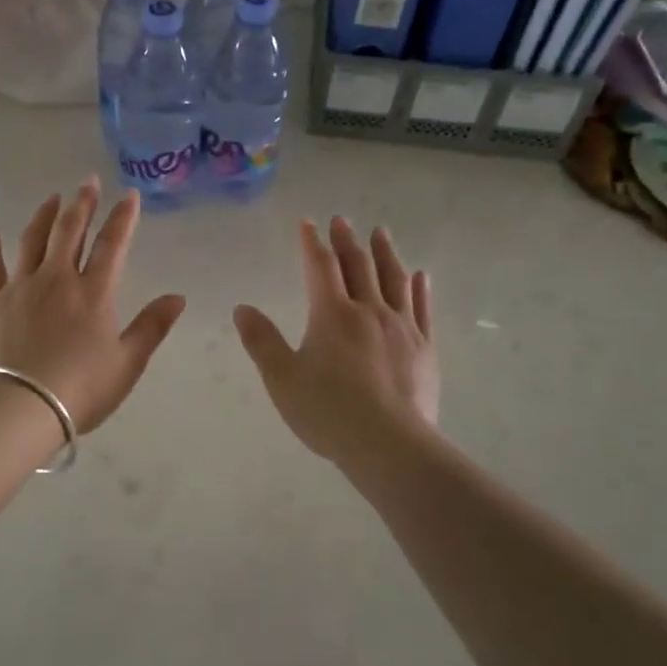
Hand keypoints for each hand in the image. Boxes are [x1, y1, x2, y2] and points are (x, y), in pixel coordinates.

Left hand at [0, 178, 186, 434]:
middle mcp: (57, 279)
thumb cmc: (81, 388)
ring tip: (53, 198)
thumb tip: (178, 297)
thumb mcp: (128, 362)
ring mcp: (21, 287)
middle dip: (82, 203)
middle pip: (69, 231)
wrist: (20, 406)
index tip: (128, 194)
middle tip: (87, 182)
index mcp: (93, 292)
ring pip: (33, 240)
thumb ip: (152, 326)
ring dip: (44, 215)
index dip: (122, 218)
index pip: (111, 245)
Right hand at [233, 217, 439, 465]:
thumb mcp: (282, 378)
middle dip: (347, 240)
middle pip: (358, 265)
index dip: (311, 243)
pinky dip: (420, 288)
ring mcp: (401, 327)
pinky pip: (423, 308)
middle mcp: (369, 310)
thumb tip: (242, 308)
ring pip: (394, 279)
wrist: (389, 444)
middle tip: (342, 221)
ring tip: (380, 233)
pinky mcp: (424, 348)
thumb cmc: (328, 411)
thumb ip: (261, 341)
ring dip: (385, 253)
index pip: (320, 266)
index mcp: (331, 314)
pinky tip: (421, 276)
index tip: (307, 223)